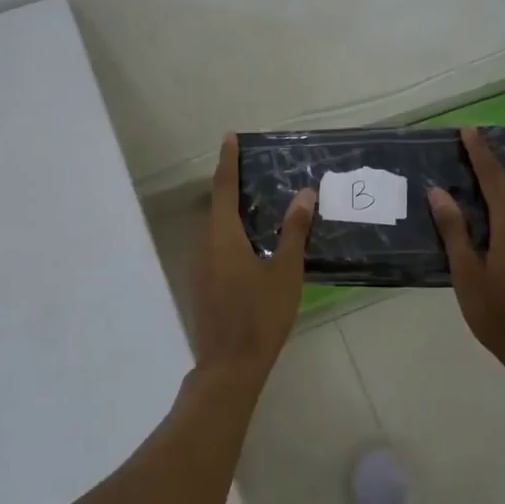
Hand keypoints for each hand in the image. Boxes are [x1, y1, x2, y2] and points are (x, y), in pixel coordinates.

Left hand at [191, 134, 315, 384]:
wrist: (230, 365)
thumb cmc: (260, 314)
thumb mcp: (285, 271)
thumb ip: (293, 230)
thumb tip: (304, 193)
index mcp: (222, 235)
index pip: (224, 187)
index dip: (228, 161)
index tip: (230, 137)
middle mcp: (204, 244)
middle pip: (217, 205)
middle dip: (232, 184)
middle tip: (255, 170)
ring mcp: (200, 266)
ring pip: (215, 227)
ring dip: (232, 211)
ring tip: (259, 202)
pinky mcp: (203, 284)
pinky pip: (216, 245)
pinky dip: (231, 233)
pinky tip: (251, 243)